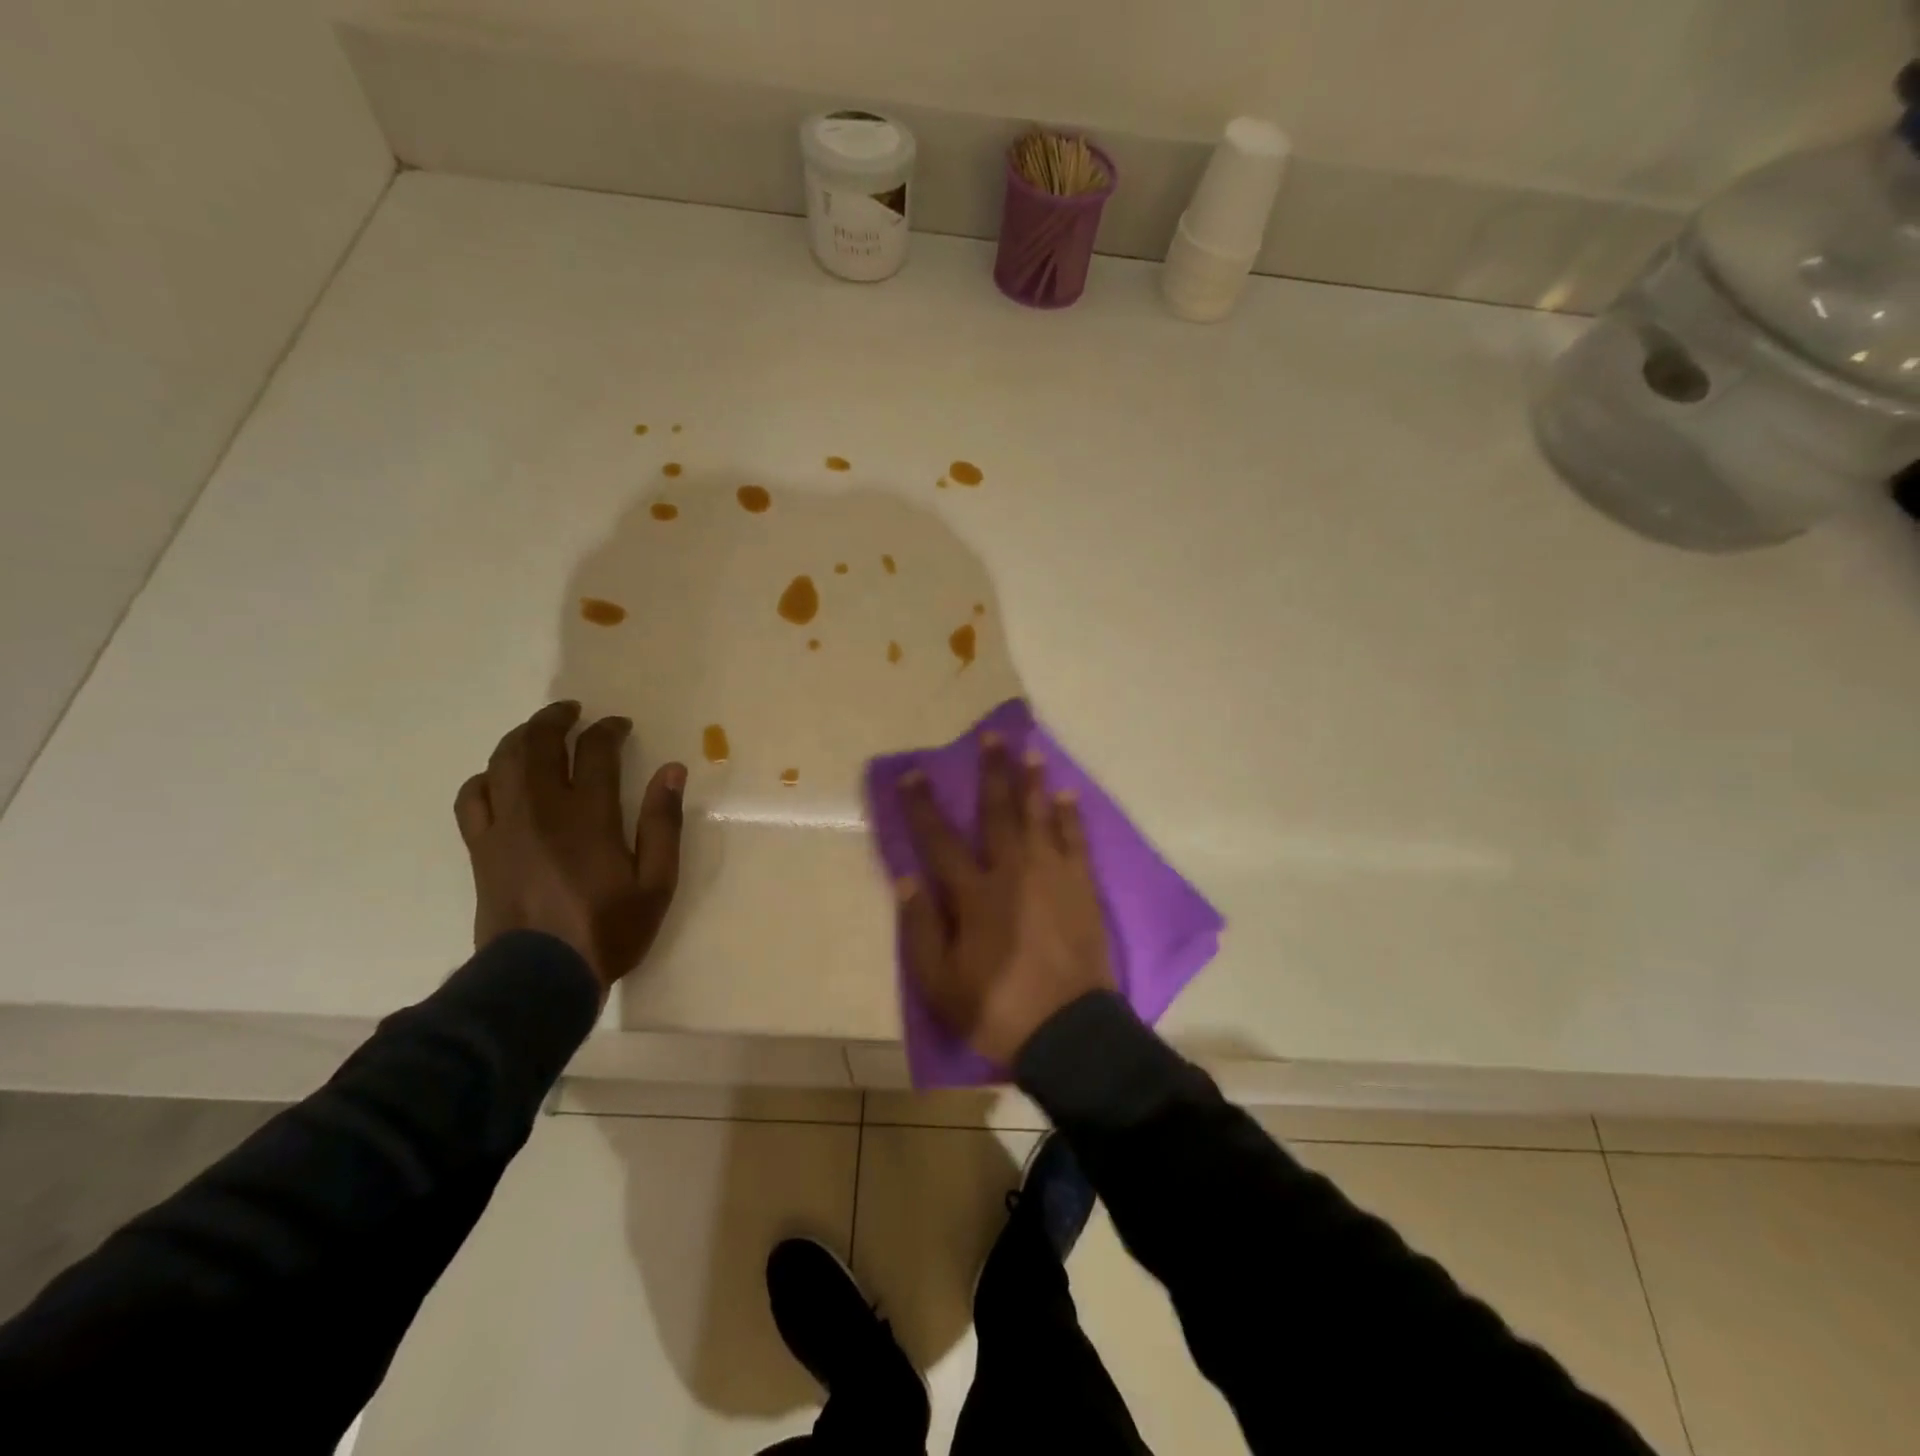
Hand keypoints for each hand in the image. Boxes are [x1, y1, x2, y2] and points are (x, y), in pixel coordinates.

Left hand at [454, 701, 685, 996]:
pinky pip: (472, 797)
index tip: (620, 725)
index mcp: (588, 815)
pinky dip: (486, 777)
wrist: (539, 976)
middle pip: (537, 744)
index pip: (594, 751)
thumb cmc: (608, 928)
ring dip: (521, 738)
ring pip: (502, 762)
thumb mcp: (657, 882)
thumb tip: (672, 771)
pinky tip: (500, 779)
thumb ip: (663, 823)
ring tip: (538, 733)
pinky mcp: (481, 847)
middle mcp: (540, 809)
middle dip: (556, 719)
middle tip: (573, 712)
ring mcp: (504, 826)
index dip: (608, 730)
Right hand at [896, 733, 1115, 1066]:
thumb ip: (922, 928)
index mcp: (974, 895)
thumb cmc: (997, 1009)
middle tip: (991, 736)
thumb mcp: (940, 982)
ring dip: (1032, 781)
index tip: (914, 774)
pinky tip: (1067, 795)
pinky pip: (1076, 841)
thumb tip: (907, 879)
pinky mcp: (1082, 888)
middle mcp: (1013, 872)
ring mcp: (1053, 876)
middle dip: (992, 772)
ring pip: (1040, 817)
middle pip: (998, 812)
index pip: (940, 840)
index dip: (923, 805)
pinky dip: (1071, 816)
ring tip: (1029, 750)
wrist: (1069, 1033)